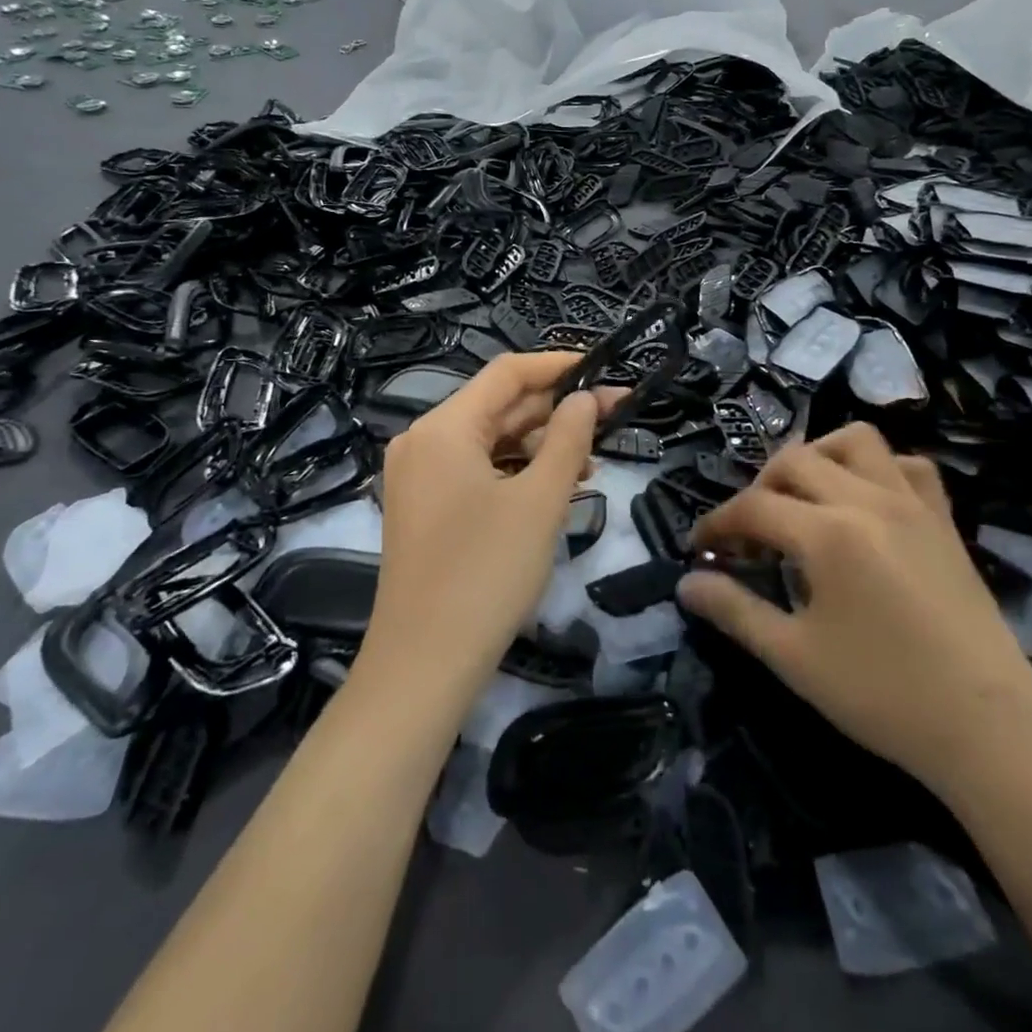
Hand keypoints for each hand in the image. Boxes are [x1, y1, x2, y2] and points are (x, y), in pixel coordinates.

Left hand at [361, 352, 608, 698]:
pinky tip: (555, 488)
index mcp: (443, 428)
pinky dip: (516, 473)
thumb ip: (567, 438)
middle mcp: (423, 442)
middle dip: (555, 412)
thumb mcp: (540, 500)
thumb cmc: (486, 573)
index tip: (604, 370)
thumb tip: (585, 398)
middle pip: (498, 407)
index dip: (557, 365)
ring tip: (591, 463)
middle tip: (613, 419)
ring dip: (540, 446)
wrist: (424, 666)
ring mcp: (419, 477)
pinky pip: (477, 472)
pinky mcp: (425, 507)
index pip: (507, 374)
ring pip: (490, 442)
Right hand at [680, 423, 1031, 799]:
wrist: (990, 729)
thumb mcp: (794, 658)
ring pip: (854, 441)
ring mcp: (912, 503)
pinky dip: (877, 468)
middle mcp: (867, 500)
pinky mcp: (943, 519)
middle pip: (794, 461)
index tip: (699, 550)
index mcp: (828, 533)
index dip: (717, 525)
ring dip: (817, 458)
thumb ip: (735, 611)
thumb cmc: (883, 696)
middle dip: (758, 490)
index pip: (753, 507)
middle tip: (750, 536)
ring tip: (803, 500)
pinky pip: (908, 465)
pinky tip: (865, 503)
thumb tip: (686, 584)